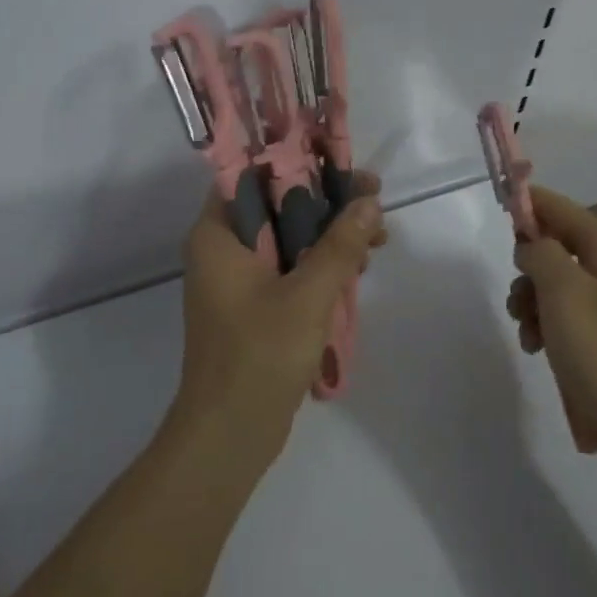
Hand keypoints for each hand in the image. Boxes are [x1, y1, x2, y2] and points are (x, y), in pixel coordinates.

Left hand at [176, 173, 386, 470]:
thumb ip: (340, 245)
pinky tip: (358, 268)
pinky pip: (290, 268)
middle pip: (277, 205)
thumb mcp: (307, 294)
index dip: (296, 161)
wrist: (229, 435)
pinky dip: (321, 264)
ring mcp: (239, 280)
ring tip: (378, 237)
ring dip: (330, 234)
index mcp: (218, 235)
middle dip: (327, 201)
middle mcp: (223, 249)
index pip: (252, 174)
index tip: (340, 162)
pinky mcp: (255, 306)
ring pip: (289, 237)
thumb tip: (369, 201)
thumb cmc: (259, 355)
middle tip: (374, 199)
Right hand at [506, 186, 596, 469]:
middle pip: (556, 249)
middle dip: (528, 273)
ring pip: (558, 287)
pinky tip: (540, 354)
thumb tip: (531, 245)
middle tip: (518, 302)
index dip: (526, 205)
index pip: (559, 207)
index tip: (496, 212)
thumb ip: (539, 252)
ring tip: (529, 339)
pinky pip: (571, 319)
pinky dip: (550, 331)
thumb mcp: (562, 290)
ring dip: (534, 307)